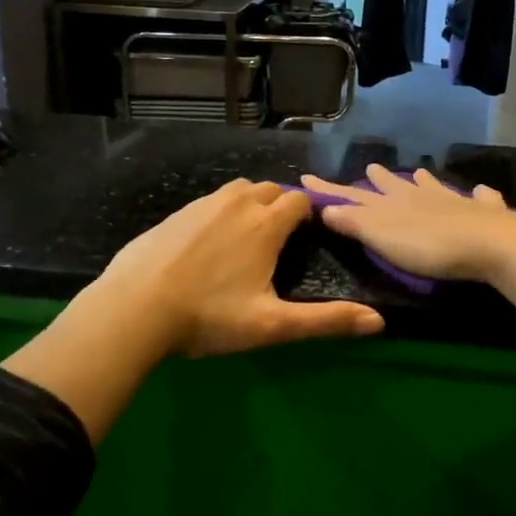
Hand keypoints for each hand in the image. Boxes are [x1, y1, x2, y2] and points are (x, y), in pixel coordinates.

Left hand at [96, 179, 384, 357]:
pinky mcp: (175, 214)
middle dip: (280, 205)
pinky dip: (219, 212)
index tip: (307, 236)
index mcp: (265, 225)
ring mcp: (201, 205)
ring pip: (237, 191)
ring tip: (247, 237)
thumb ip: (326, 321)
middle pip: (270, 189)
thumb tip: (379, 322)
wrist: (135, 307)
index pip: (298, 202)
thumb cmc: (209, 317)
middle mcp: (237, 204)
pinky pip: (208, 202)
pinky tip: (208, 243)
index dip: (308, 214)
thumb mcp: (272, 325)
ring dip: (250, 204)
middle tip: (279, 239)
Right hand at [299, 164, 515, 284]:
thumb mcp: (382, 237)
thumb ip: (355, 223)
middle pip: (395, 186)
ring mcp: (455, 202)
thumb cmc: (429, 246)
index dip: (330, 190)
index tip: (307, 177)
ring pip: (434, 187)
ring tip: (417, 172)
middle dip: (380, 180)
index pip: (354, 195)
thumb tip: (325, 208)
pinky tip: (482, 190)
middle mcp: (421, 197)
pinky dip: (480, 195)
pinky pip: (481, 199)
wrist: (489, 243)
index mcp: (393, 205)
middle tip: (371, 167)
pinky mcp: (486, 214)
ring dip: (424, 181)